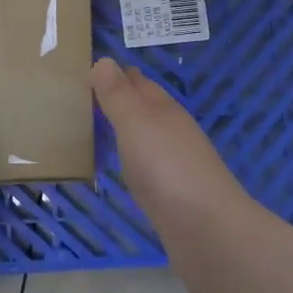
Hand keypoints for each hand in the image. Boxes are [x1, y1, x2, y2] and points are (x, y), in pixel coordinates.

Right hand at [91, 58, 247, 239]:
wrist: (208, 232)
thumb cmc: (168, 170)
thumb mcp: (136, 124)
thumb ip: (118, 95)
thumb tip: (104, 60)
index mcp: (165, 110)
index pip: (138, 82)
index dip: (116, 75)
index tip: (87, 71)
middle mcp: (174, 132)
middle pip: (145, 107)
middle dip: (121, 99)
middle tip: (84, 97)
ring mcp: (177, 164)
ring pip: (148, 137)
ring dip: (127, 129)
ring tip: (96, 129)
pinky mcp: (175, 195)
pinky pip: (149, 166)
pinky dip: (133, 159)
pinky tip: (123, 168)